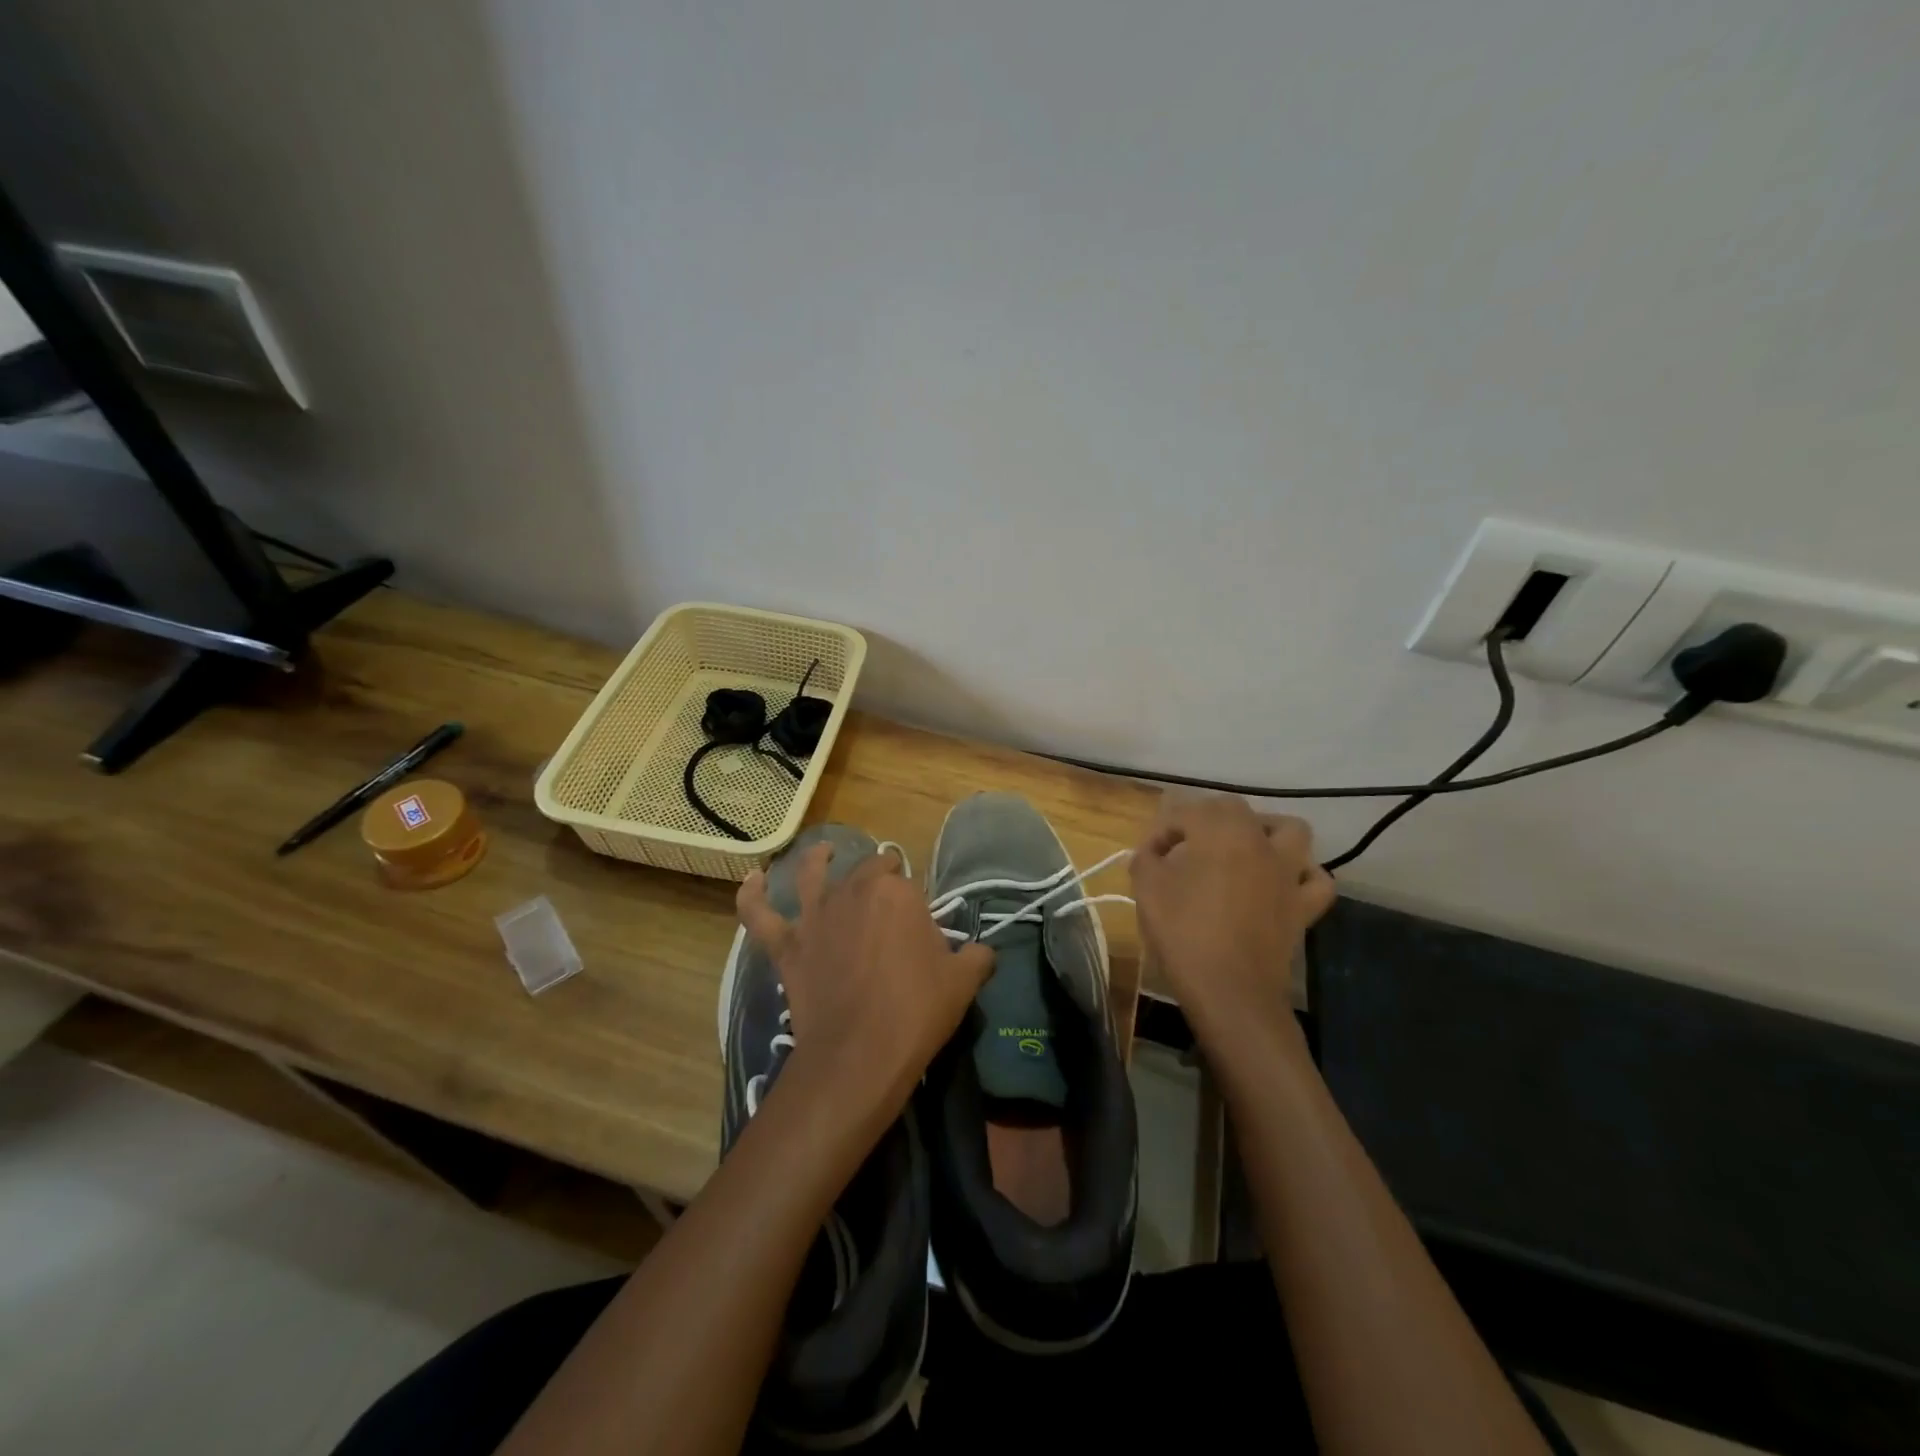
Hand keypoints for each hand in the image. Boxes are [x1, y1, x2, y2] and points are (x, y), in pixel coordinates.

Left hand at [736, 844, 992, 1123]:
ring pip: (812, 875)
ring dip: (818, 860)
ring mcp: (815, 916)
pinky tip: (753, 878)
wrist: (860, 1054)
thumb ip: (977, 956)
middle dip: (881, 879)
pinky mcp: (787, 946)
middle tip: (891, 904)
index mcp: (897, 893)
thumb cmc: (917, 1011)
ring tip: (824, 851)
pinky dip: (751, 894)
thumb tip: (983, 951)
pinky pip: (760, 914)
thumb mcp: (963, 981)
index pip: (908, 884)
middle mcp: (853, 892)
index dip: (916, 903)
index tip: (922, 929)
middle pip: (867, 874)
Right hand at [1130, 796, 1334, 1046]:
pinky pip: (1314, 879)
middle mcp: (1258, 842)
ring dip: (1265, 831)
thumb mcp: (1147, 890)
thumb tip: (1152, 853)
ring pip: (1288, 830)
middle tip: (1184, 846)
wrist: (1230, 991)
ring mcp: (1287, 873)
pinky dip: (1302, 874)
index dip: (1162, 830)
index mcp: (1219, 832)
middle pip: (1234, 809)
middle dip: (1205, 819)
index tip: (1147, 855)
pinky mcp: (1303, 905)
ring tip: (1242, 849)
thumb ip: (1146, 859)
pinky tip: (1281, 883)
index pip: (1186, 812)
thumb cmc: (1184, 934)